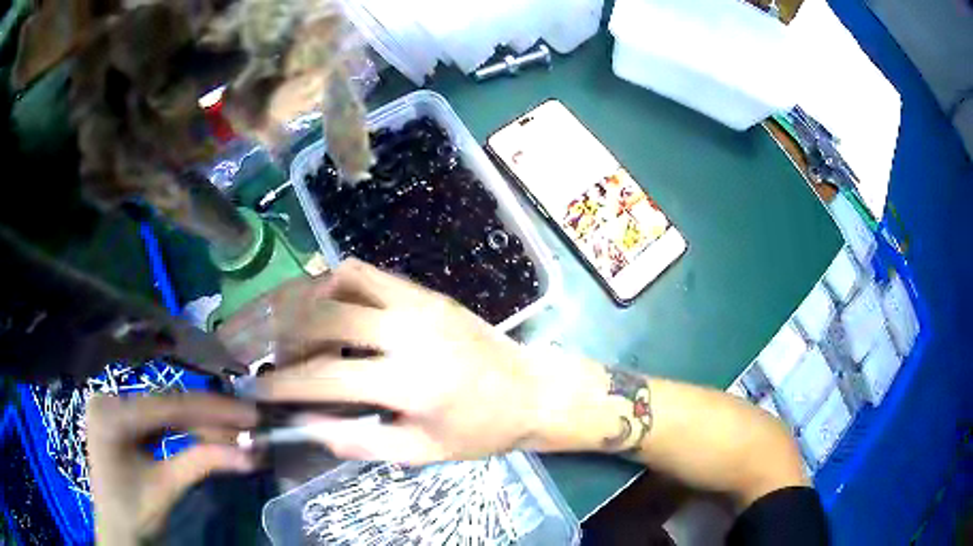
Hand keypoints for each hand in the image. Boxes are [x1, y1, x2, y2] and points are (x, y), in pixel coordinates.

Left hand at [86, 393, 256, 544]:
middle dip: (210, 418)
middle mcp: (108, 399)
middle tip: (249, 425)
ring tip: (236, 432)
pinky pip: (159, 418)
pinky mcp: (122, 416)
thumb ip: (203, 464)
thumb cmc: (136, 515)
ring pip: (166, 409)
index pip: (167, 406)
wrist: (118, 529)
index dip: (212, 410)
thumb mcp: (167, 490)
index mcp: (111, 416)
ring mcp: (114, 405)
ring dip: (201, 423)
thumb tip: (251, 454)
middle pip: (167, 405)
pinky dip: (186, 428)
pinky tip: (209, 433)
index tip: (250, 415)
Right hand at [243, 259, 549, 463]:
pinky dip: (332, 284)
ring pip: (339, 282)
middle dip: (282, 335)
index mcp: (410, 383)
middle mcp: (409, 332)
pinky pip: (364, 273)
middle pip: (322, 317)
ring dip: (302, 302)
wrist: (530, 390)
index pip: (326, 376)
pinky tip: (322, 307)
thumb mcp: (421, 452)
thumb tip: (308, 425)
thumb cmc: (480, 430)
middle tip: (267, 355)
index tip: (255, 388)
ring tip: (285, 329)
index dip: (282, 384)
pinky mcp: (423, 291)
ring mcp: (416, 303)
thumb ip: (360, 441)